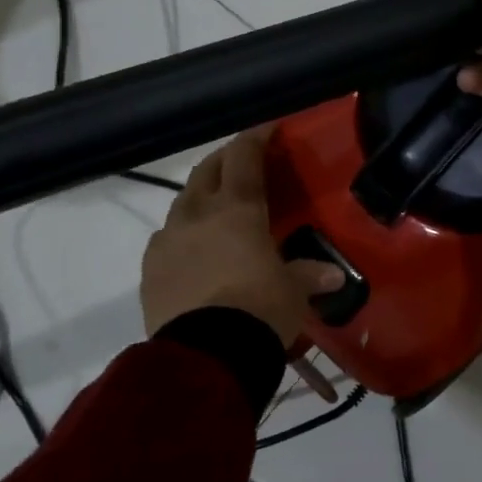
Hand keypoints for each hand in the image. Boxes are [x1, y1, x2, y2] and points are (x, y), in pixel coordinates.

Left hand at [140, 127, 342, 345]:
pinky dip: (183, 233)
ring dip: (200, 196)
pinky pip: (166, 239)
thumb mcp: (293, 291)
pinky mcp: (149, 271)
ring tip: (217, 206)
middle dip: (225, 160)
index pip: (244, 157)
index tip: (268, 126)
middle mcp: (197, 215)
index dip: (256, 137)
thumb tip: (332, 276)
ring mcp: (167, 241)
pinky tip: (194, 248)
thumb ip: (308, 276)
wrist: (206, 355)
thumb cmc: (260, 309)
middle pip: (206, 171)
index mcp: (237, 209)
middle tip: (243, 161)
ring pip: (182, 202)